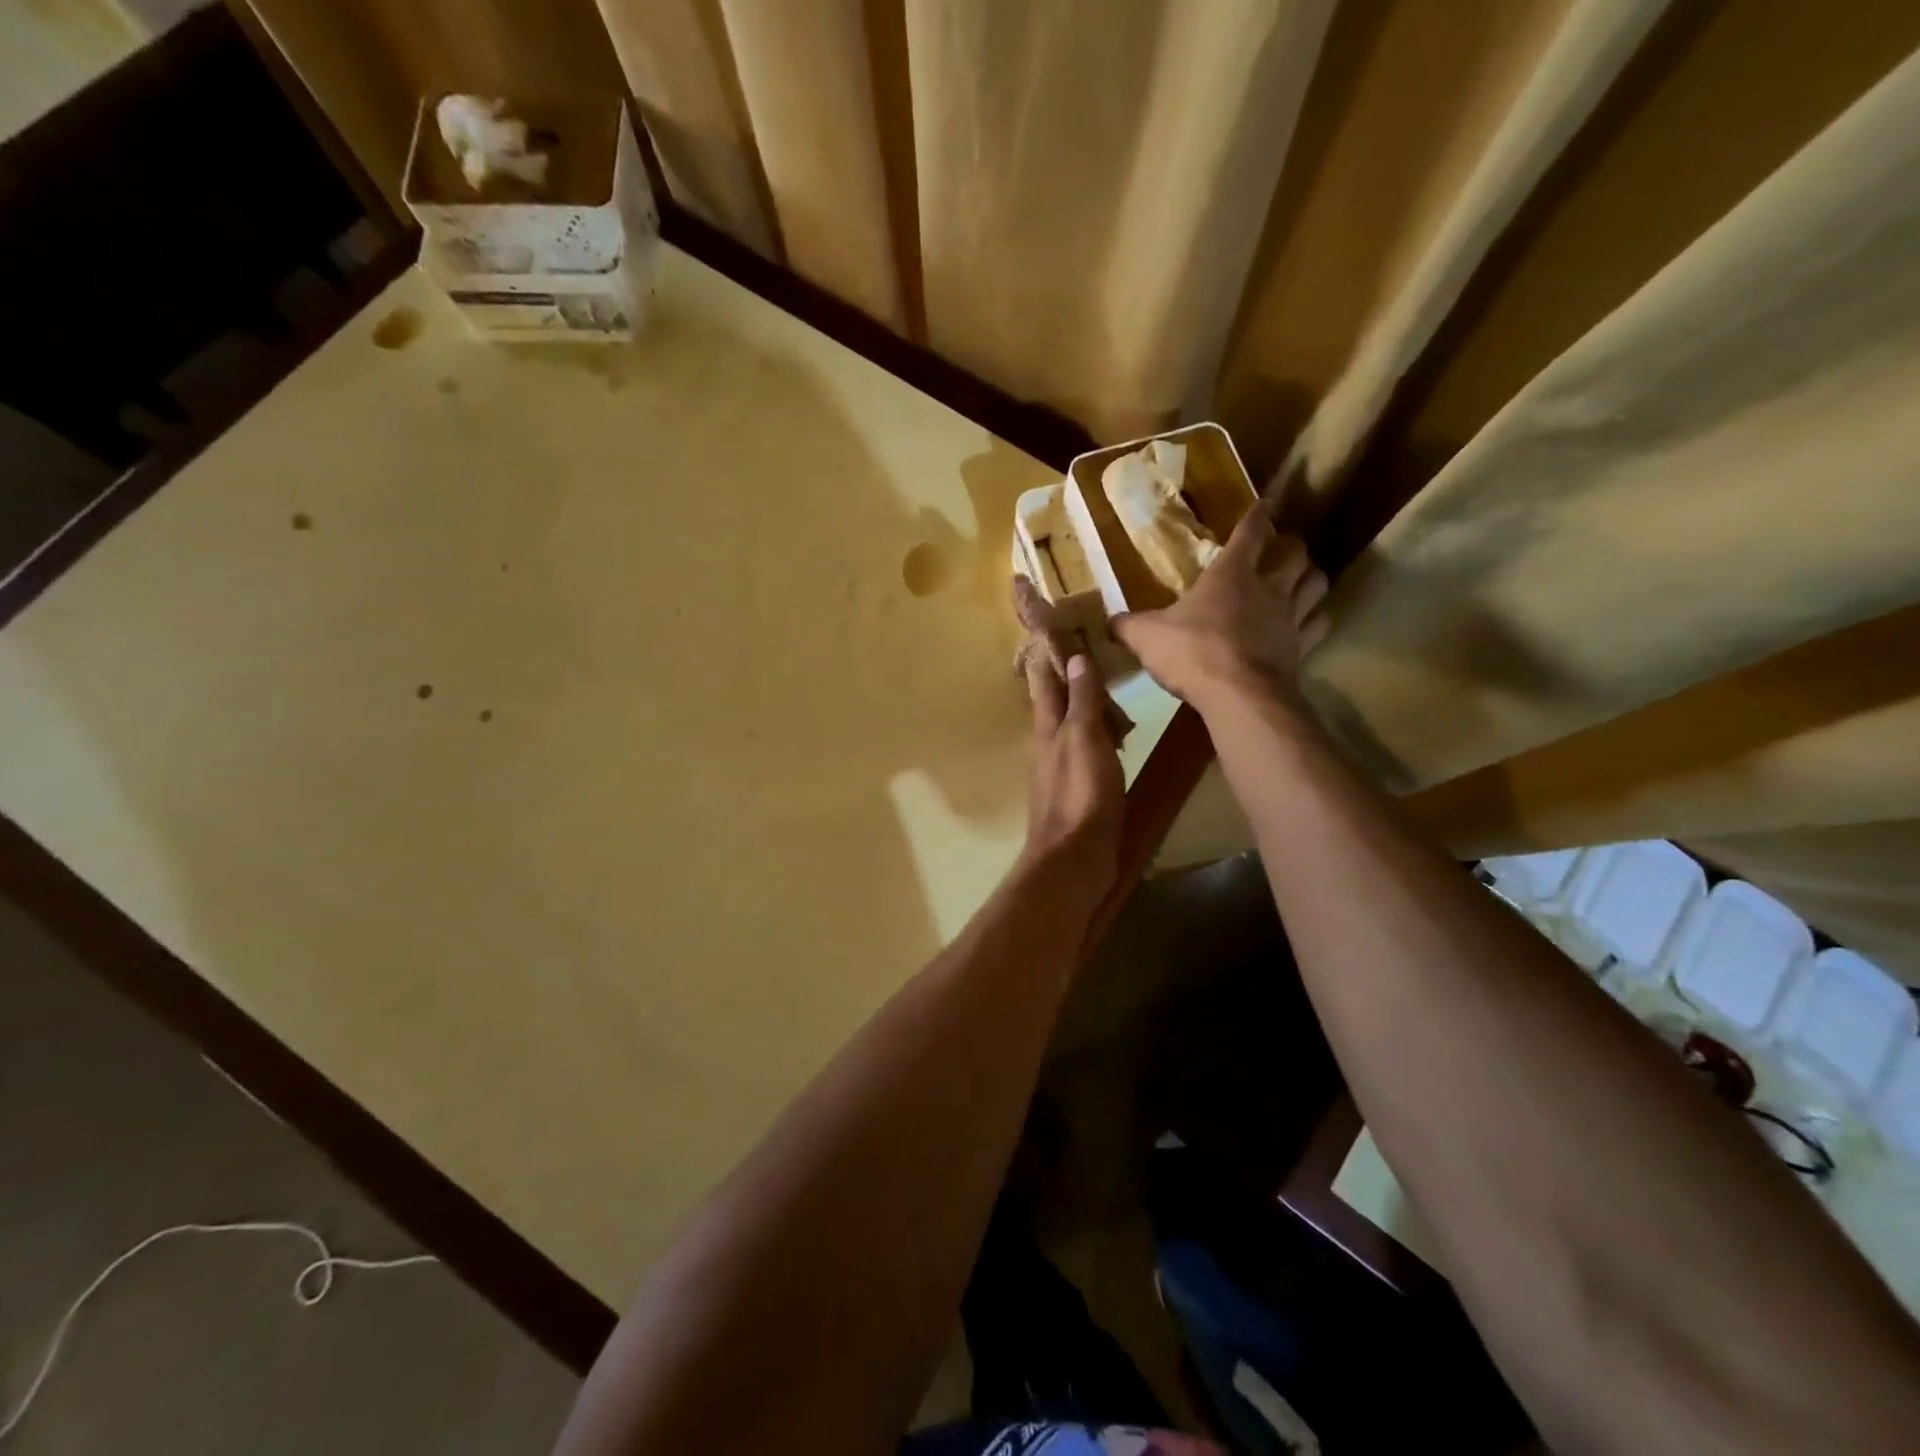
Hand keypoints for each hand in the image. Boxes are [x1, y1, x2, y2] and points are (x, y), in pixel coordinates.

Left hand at [1021, 651, 1124, 899]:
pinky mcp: (1080, 791)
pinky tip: (1115, 738)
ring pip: (1072, 727)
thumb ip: (1082, 700)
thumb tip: (1075, 658)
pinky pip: (1088, 752)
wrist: (1075, 857)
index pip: (1045, 682)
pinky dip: (1099, 737)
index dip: (1048, 657)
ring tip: (1106, 689)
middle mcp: (1050, 745)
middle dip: (1067, 678)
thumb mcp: (1083, 739)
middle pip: (1056, 704)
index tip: (1054, 631)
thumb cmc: (1080, 793)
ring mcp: (1063, 769)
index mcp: (1048, 728)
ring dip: (1085, 707)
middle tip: (1087, 653)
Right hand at [1112, 499, 1328, 713]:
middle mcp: (1267, 588)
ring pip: (1316, 583)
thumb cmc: (1192, 653)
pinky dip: (1317, 619)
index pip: (1250, 533)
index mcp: (1229, 575)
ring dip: (1311, 577)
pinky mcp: (1302, 648)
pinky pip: (1319, 624)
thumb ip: (1128, 626)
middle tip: (1283, 548)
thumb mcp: (1146, 637)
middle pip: (1295, 553)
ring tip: (1302, 579)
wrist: (1238, 696)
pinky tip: (1309, 622)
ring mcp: (1290, 618)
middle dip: (1291, 546)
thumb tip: (1109, 622)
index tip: (1264, 504)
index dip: (1257, 516)